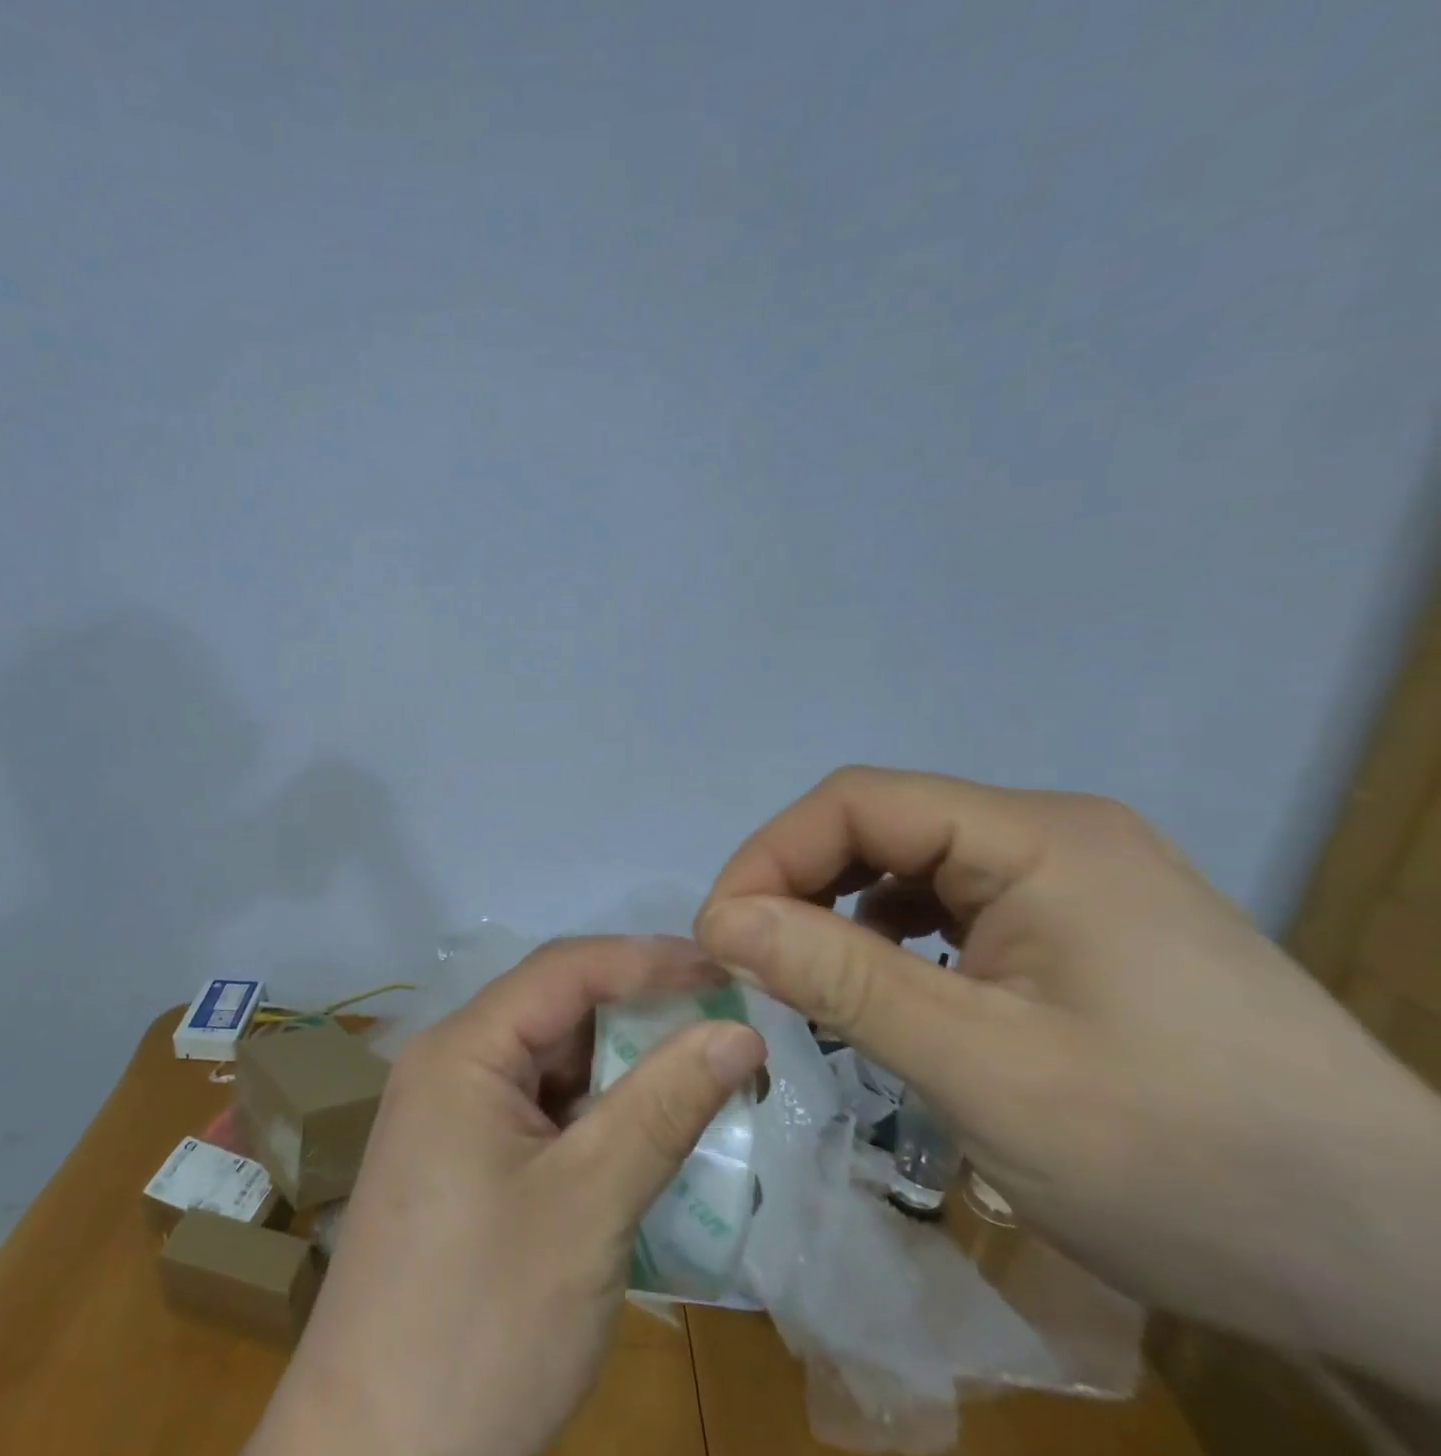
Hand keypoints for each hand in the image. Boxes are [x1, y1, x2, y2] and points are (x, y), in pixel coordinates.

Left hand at [247, 937, 766, 1455]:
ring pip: (549, 1063)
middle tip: (721, 1025)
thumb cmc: (484, 1320)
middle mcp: (449, 1064)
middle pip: (554, 1011)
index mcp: (463, 1048)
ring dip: (619, 1070)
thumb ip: (665, 1105)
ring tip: (699, 1079)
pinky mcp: (459, 1161)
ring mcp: (449, 1114)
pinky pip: (536, 1110)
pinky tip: (642, 1138)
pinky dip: (592, 1116)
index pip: (564, 970)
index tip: (723, 967)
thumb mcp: (589, 1203)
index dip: (645, 960)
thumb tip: (739, 1030)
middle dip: (637, 1015)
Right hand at [696, 767, 1440, 1390]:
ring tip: (808, 978)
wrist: (1424, 1279)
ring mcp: (1073, 882)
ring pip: (911, 865)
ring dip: (842, 912)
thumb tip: (720, 919)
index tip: (720, 936)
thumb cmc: (1192, 1165)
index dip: (770, 856)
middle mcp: (1053, 836)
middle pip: (882, 826)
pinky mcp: (1082, 931)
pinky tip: (887, 990)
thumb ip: (840, 979)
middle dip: (799, 885)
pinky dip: (893, 938)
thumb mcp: (984, 1071)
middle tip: (752, 962)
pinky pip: (952, 905)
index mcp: (1038, 839)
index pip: (859, 802)